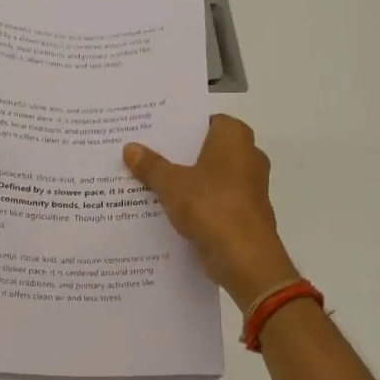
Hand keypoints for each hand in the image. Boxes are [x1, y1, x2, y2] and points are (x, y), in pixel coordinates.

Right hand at [124, 115, 298, 310]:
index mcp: (235, 137)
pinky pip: (214, 201)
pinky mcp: (245, 214)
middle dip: (178, 155)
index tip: (153, 133)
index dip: (180, 126)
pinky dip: (195, 204)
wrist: (245, 259)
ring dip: (185, 181)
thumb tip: (130, 147)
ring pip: (209, 177)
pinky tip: (166, 210)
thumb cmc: (211, 207)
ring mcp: (249, 187)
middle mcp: (248, 156)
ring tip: (148, 183)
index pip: (205, 120)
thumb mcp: (171, 184)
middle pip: (206, 149)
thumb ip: (151, 165)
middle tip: (144, 156)